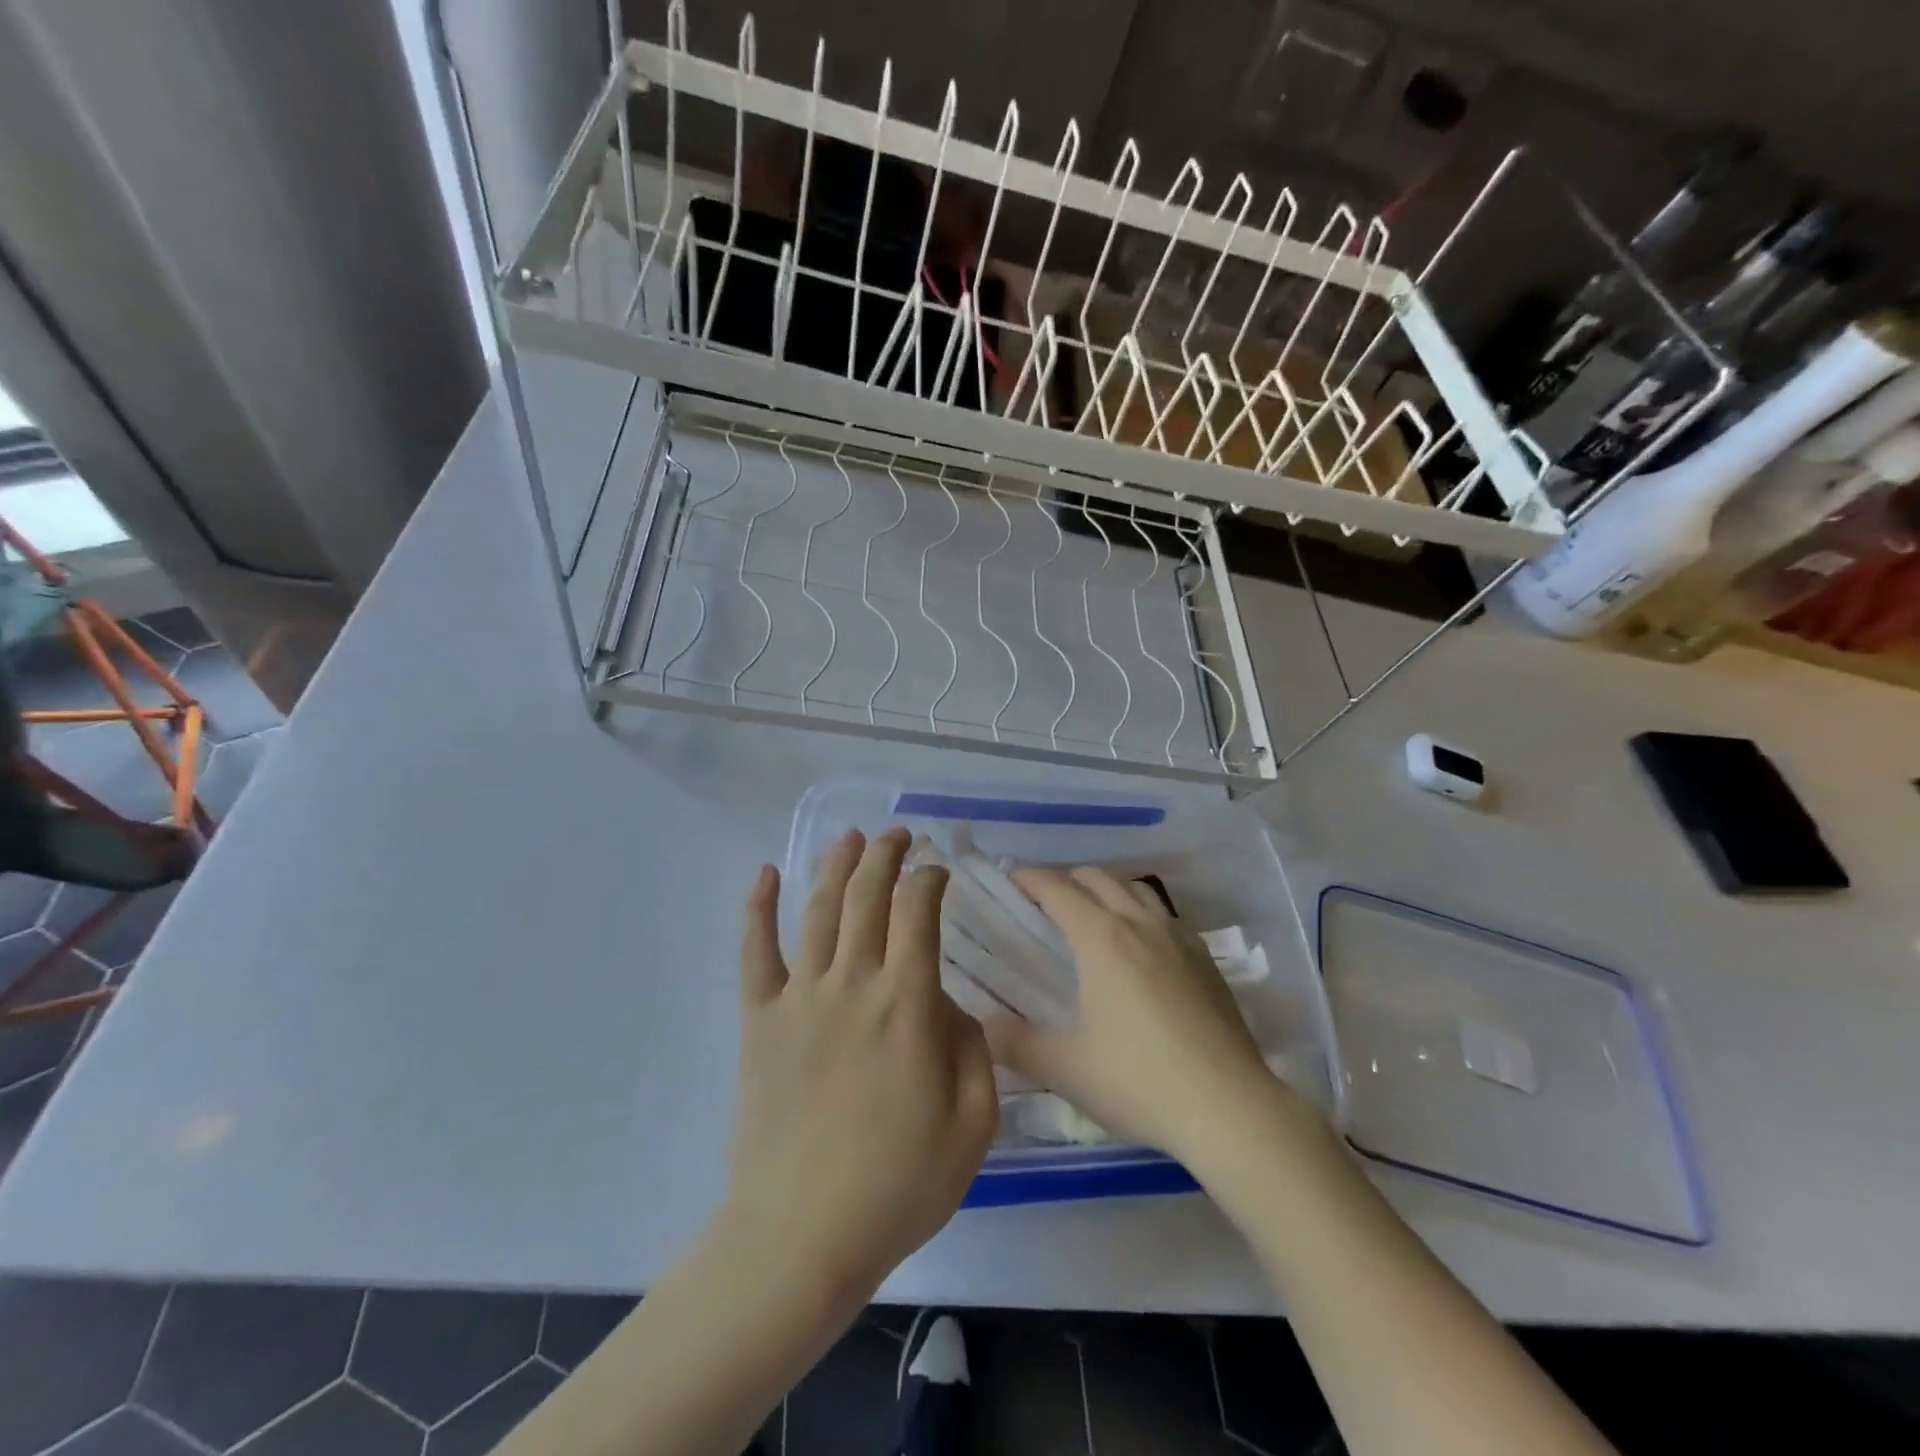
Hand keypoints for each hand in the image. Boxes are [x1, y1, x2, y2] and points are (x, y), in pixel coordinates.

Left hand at [727, 828, 997, 1306]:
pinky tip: (765, 874)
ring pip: (818, 909)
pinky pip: (755, 952)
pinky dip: (758, 908)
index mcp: (906, 1004)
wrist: (801, 1235)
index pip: (919, 913)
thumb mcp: (973, 1124)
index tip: (939, 870)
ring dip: (836, 865)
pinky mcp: (759, 1020)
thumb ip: (974, 1049)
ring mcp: (799, 997)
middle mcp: (852, 983)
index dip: (930, 879)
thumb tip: (948, 1004)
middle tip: (899, 834)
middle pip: (868, 896)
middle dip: (887, 855)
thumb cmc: (898, 1184)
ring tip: (850, 837)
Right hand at [985, 866, 1288, 1166]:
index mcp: (1101, 938)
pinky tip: (1143, 947)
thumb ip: (1016, 1043)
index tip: (1011, 878)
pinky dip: (1142, 913)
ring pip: (1137, 890)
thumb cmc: (1138, 1079)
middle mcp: (1139, 924)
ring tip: (1093, 914)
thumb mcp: (1065, 1067)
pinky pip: (1166, 916)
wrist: (1229, 1107)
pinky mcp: (1207, 961)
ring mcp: (1179, 939)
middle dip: (1067, 879)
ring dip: (1107, 889)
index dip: (1030, 878)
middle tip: (1045, 901)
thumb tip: (984, 1028)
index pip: (1058, 889)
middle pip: (1098, 878)